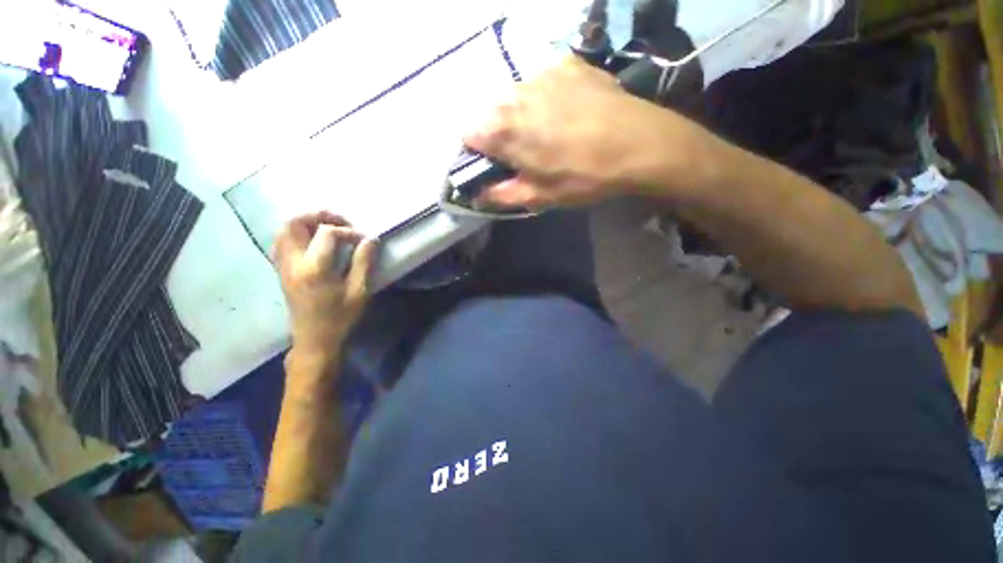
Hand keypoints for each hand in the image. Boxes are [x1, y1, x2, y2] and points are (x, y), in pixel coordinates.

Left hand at [273, 212, 377, 360]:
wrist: (314, 339)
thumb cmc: (340, 317)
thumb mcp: (359, 291)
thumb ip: (364, 262)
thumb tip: (370, 239)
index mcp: (313, 269)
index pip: (327, 234)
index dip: (348, 231)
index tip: (364, 240)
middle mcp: (292, 263)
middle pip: (294, 223)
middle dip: (319, 216)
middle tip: (341, 221)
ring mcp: (282, 266)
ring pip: (284, 230)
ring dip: (306, 223)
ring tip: (329, 228)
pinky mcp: (281, 271)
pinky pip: (282, 242)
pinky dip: (298, 234)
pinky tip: (315, 242)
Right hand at [463, 57, 697, 208]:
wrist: (639, 144)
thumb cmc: (584, 176)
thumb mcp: (540, 197)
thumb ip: (502, 195)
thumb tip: (477, 195)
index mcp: (503, 129)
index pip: (468, 134)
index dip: (478, 152)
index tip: (495, 164)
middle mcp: (514, 93)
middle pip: (490, 113)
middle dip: (499, 134)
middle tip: (524, 153)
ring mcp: (541, 73)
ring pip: (514, 96)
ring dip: (521, 115)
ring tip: (548, 132)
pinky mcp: (566, 64)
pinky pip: (542, 82)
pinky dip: (545, 98)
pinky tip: (566, 112)